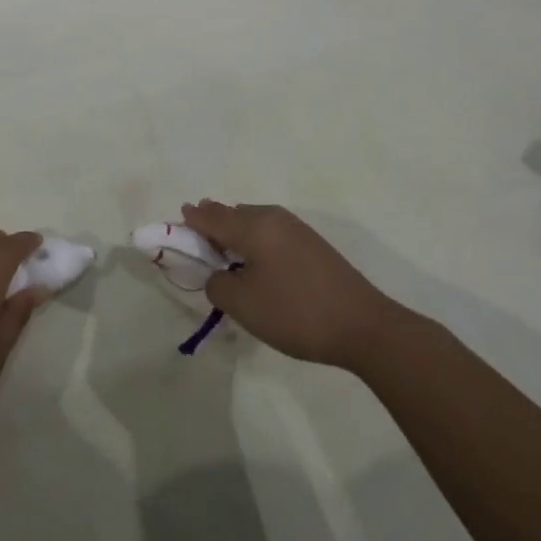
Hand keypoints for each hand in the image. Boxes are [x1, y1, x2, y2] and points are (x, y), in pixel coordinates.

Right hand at [178, 200, 402, 368]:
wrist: (363, 326)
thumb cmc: (294, 312)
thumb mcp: (242, 304)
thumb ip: (216, 284)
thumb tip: (218, 275)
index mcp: (253, 225)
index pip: (211, 217)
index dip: (191, 220)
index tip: (177, 221)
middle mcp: (273, 217)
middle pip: (232, 213)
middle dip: (212, 222)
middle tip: (196, 235)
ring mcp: (296, 229)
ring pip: (253, 221)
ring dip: (235, 231)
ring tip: (222, 250)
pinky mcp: (312, 245)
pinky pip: (270, 232)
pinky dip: (254, 240)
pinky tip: (254, 261)